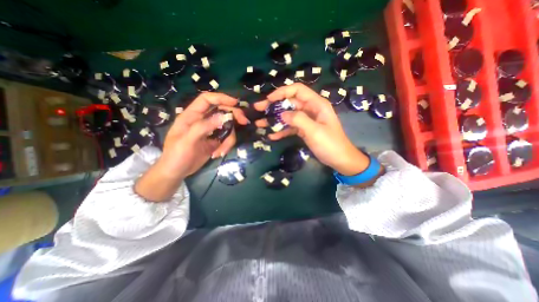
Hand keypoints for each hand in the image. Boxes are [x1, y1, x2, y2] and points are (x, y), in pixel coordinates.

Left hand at [137, 92, 250, 199]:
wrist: (177, 172)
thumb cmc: (176, 155)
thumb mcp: (187, 141)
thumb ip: (204, 127)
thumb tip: (224, 116)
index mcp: (192, 115)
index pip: (207, 100)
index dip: (221, 98)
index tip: (235, 103)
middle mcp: (203, 120)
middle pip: (222, 111)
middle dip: (234, 116)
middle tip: (244, 122)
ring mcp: (211, 131)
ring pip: (227, 127)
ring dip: (229, 139)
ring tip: (221, 152)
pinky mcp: (216, 140)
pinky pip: (227, 139)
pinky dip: (226, 146)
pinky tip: (218, 154)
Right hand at [254, 84, 370, 175]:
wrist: (340, 160)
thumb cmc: (330, 144)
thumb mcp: (315, 131)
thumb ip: (298, 120)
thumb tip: (281, 113)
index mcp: (316, 104)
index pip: (297, 90)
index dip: (282, 92)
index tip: (269, 100)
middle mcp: (310, 109)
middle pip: (289, 103)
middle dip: (273, 106)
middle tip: (258, 109)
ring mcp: (306, 120)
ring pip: (287, 115)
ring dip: (274, 119)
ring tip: (259, 124)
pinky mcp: (304, 130)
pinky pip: (290, 127)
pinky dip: (281, 131)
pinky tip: (271, 136)